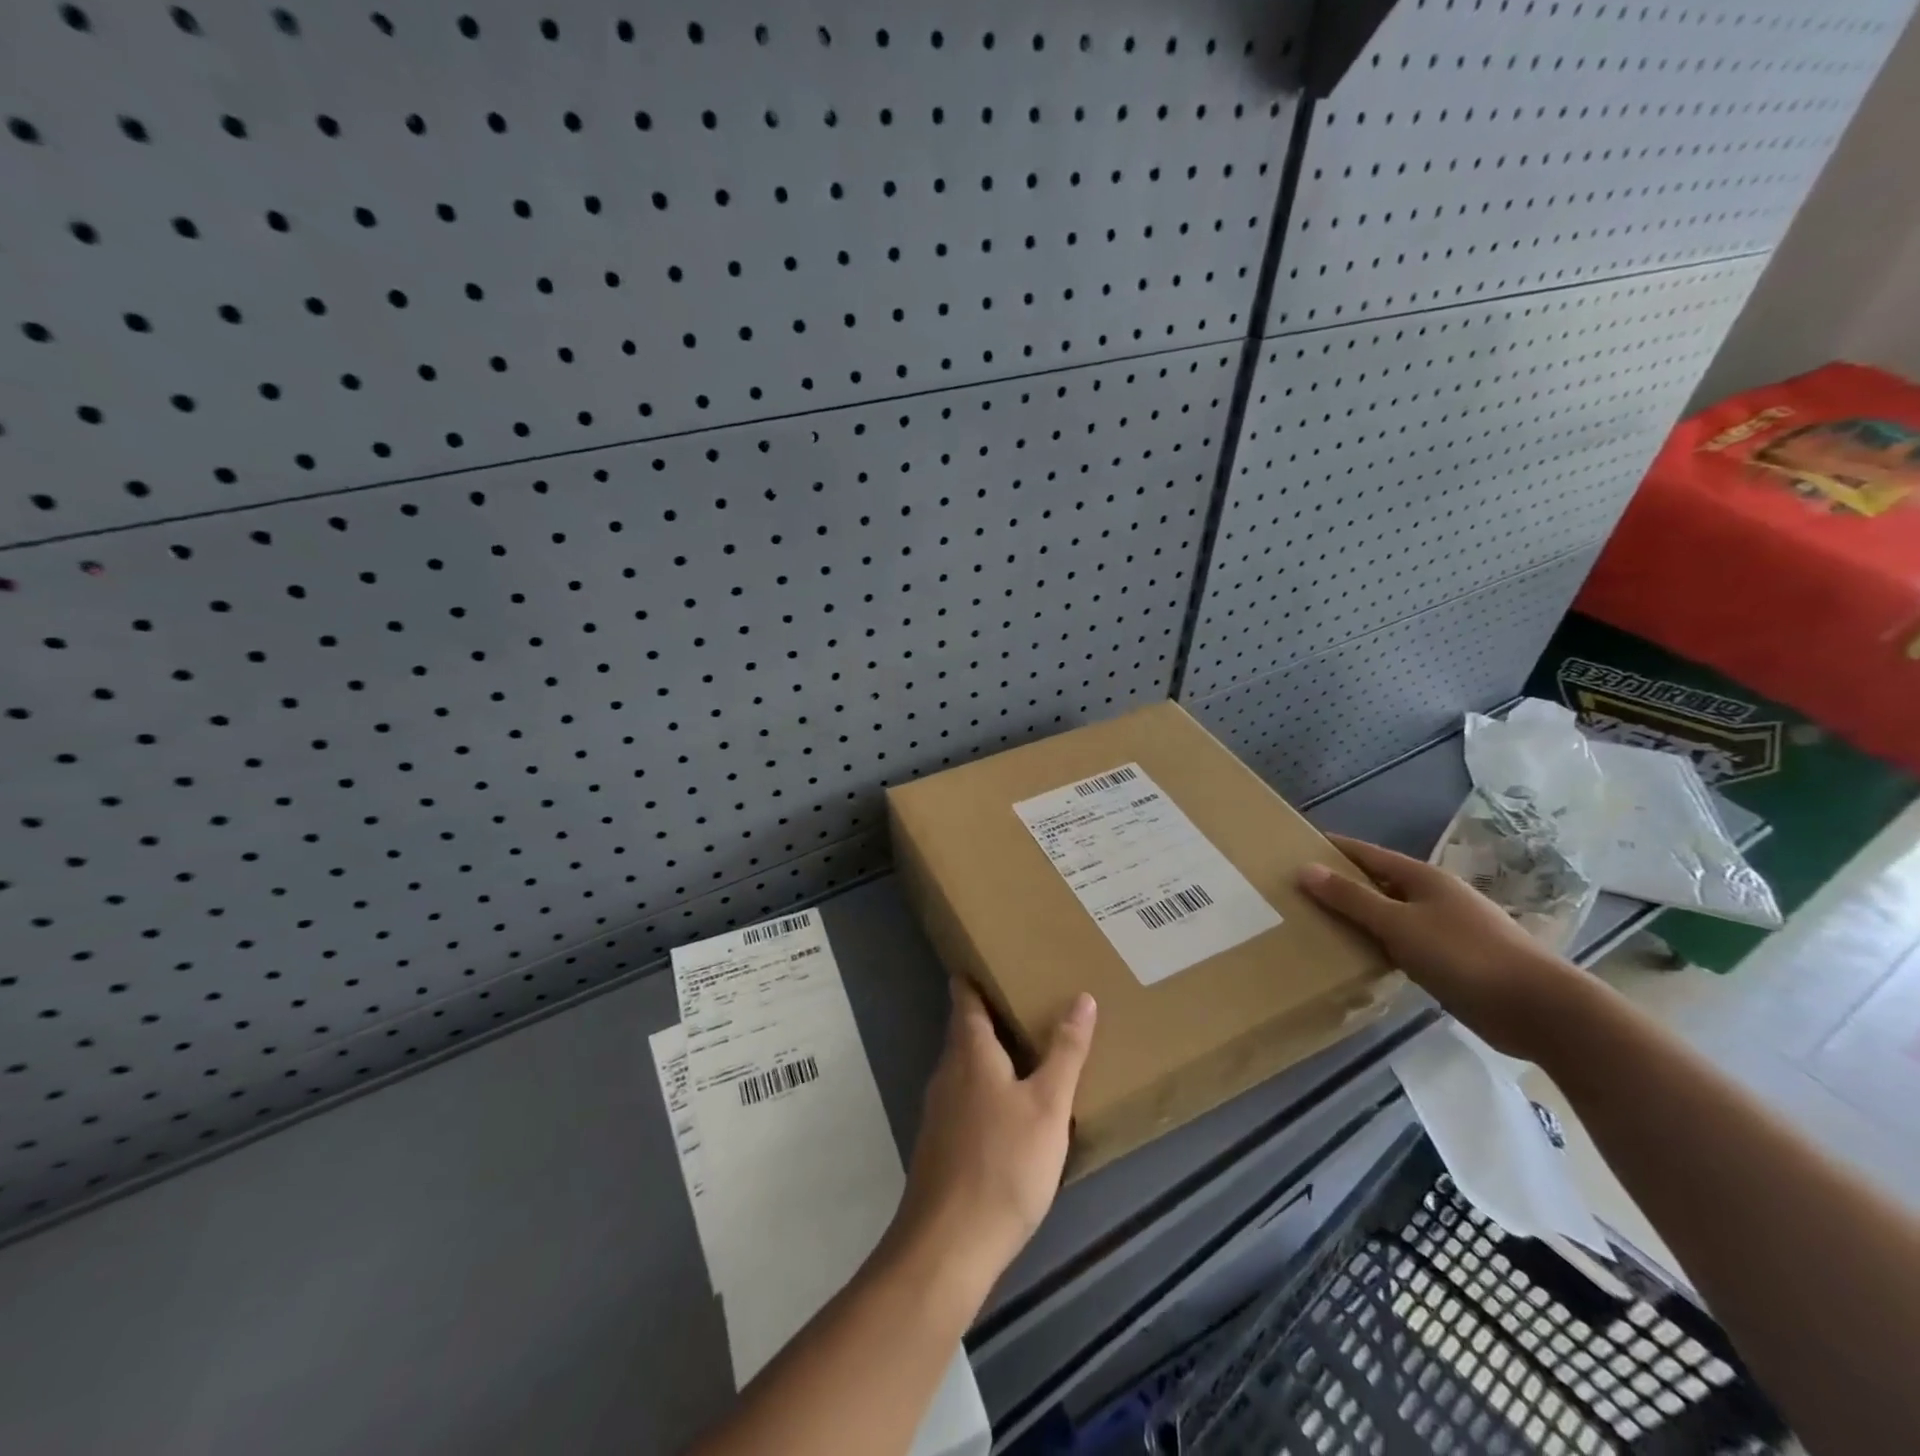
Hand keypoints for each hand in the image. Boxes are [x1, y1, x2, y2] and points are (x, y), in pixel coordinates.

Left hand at [887, 979, 1095, 1307]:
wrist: (948, 1245)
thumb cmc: (1003, 1164)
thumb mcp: (1048, 1106)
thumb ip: (1066, 1052)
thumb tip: (1082, 997)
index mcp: (970, 1053)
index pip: (966, 999)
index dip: (973, 977)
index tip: (989, 957)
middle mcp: (947, 1072)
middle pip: (964, 1031)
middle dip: (988, 1013)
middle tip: (1024, 996)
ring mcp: (938, 1110)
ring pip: (964, 1066)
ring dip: (988, 1052)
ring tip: (1023, 1046)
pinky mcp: (940, 1143)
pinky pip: (964, 1097)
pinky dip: (984, 1086)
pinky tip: (1008, 1106)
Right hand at [1299, 834, 1582, 1058]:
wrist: (1539, 1008)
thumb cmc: (1464, 955)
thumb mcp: (1398, 924)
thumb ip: (1351, 898)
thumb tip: (1305, 869)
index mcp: (1423, 878)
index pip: (1367, 854)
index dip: (1334, 849)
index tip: (1297, 848)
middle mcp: (1435, 896)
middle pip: (1379, 883)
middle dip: (1342, 885)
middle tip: (1299, 892)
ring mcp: (1448, 928)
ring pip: (1392, 915)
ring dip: (1361, 918)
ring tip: (1320, 925)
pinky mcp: (1455, 960)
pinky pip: (1406, 943)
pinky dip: (1382, 945)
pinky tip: (1363, 957)